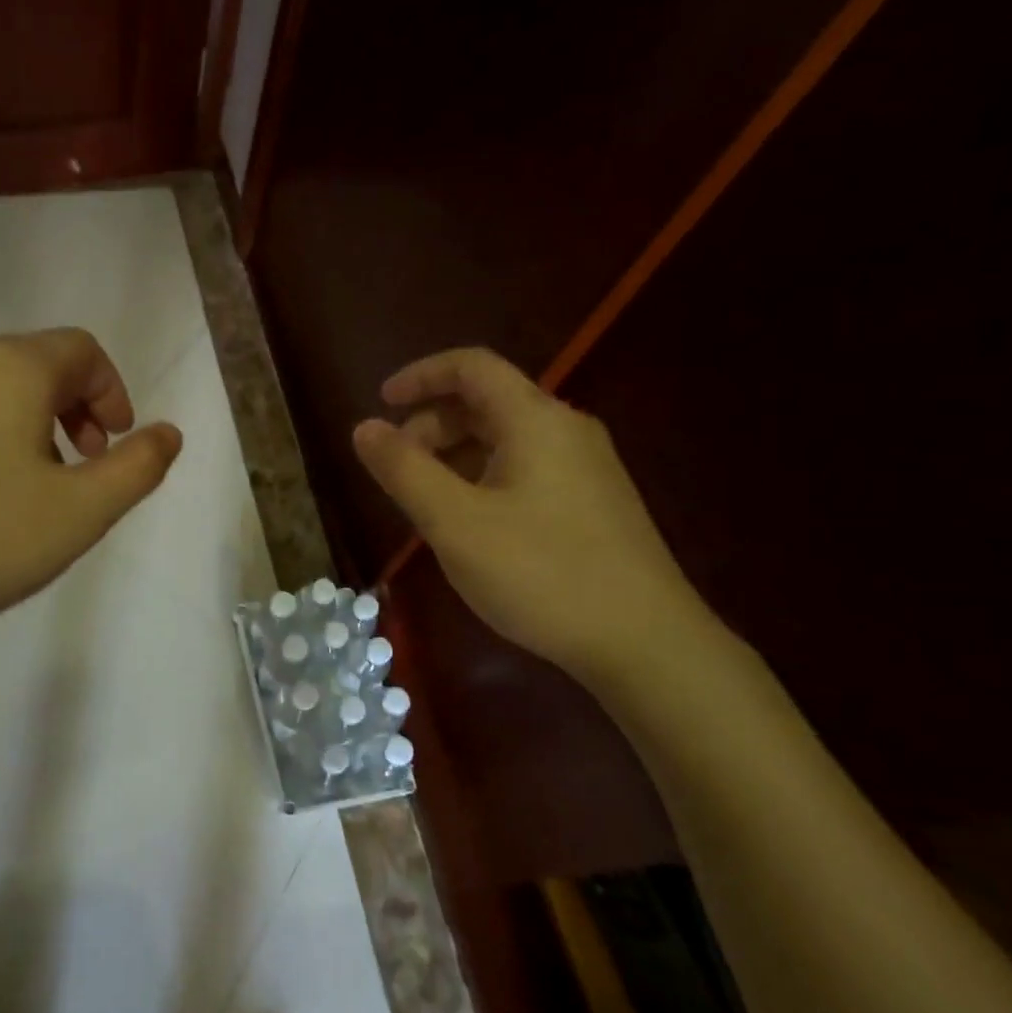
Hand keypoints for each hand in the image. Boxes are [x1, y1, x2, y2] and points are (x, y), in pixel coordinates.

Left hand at [0, 328, 181, 734]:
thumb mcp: (79, 512)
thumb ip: (136, 468)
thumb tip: (168, 433)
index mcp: (13, 367)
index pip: (83, 350)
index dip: (113, 392)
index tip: (115, 444)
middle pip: (38, 362)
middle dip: (76, 406)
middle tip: (83, 463)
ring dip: (32, 421)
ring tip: (34, 483)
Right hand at [351, 347, 717, 687]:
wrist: (648, 646)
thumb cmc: (542, 573)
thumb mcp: (454, 522)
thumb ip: (404, 469)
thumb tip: (364, 428)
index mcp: (535, 420)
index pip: (470, 366)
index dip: (420, 376)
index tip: (381, 402)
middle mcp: (565, 430)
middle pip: (486, 401)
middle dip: (431, 424)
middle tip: (396, 467)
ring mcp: (585, 468)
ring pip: (505, 438)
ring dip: (454, 454)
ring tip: (424, 500)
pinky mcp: (593, 503)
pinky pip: (524, 468)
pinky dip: (482, 476)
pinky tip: (469, 522)